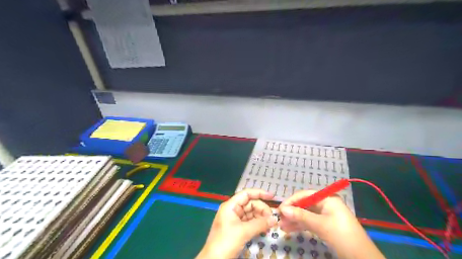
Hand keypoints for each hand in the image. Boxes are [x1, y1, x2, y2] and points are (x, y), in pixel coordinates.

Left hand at [196, 190, 277, 257]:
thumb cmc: (226, 242)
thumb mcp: (243, 232)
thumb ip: (260, 224)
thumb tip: (275, 219)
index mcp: (231, 206)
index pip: (246, 194)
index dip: (259, 193)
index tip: (272, 196)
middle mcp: (233, 210)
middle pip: (250, 204)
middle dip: (262, 209)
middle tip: (272, 219)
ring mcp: (235, 220)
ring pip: (251, 214)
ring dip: (261, 218)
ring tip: (271, 225)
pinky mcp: (237, 229)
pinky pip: (250, 223)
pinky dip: (258, 225)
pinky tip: (265, 229)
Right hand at [276, 190, 384, 258]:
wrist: (361, 257)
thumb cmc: (342, 236)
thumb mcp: (320, 225)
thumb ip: (301, 216)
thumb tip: (283, 209)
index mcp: (327, 198)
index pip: (305, 195)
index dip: (291, 201)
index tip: (280, 209)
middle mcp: (325, 204)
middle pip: (304, 205)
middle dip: (292, 212)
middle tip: (279, 219)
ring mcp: (325, 215)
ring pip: (306, 214)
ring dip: (294, 220)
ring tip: (282, 226)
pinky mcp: (325, 225)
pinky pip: (309, 222)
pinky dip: (300, 225)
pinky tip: (290, 229)